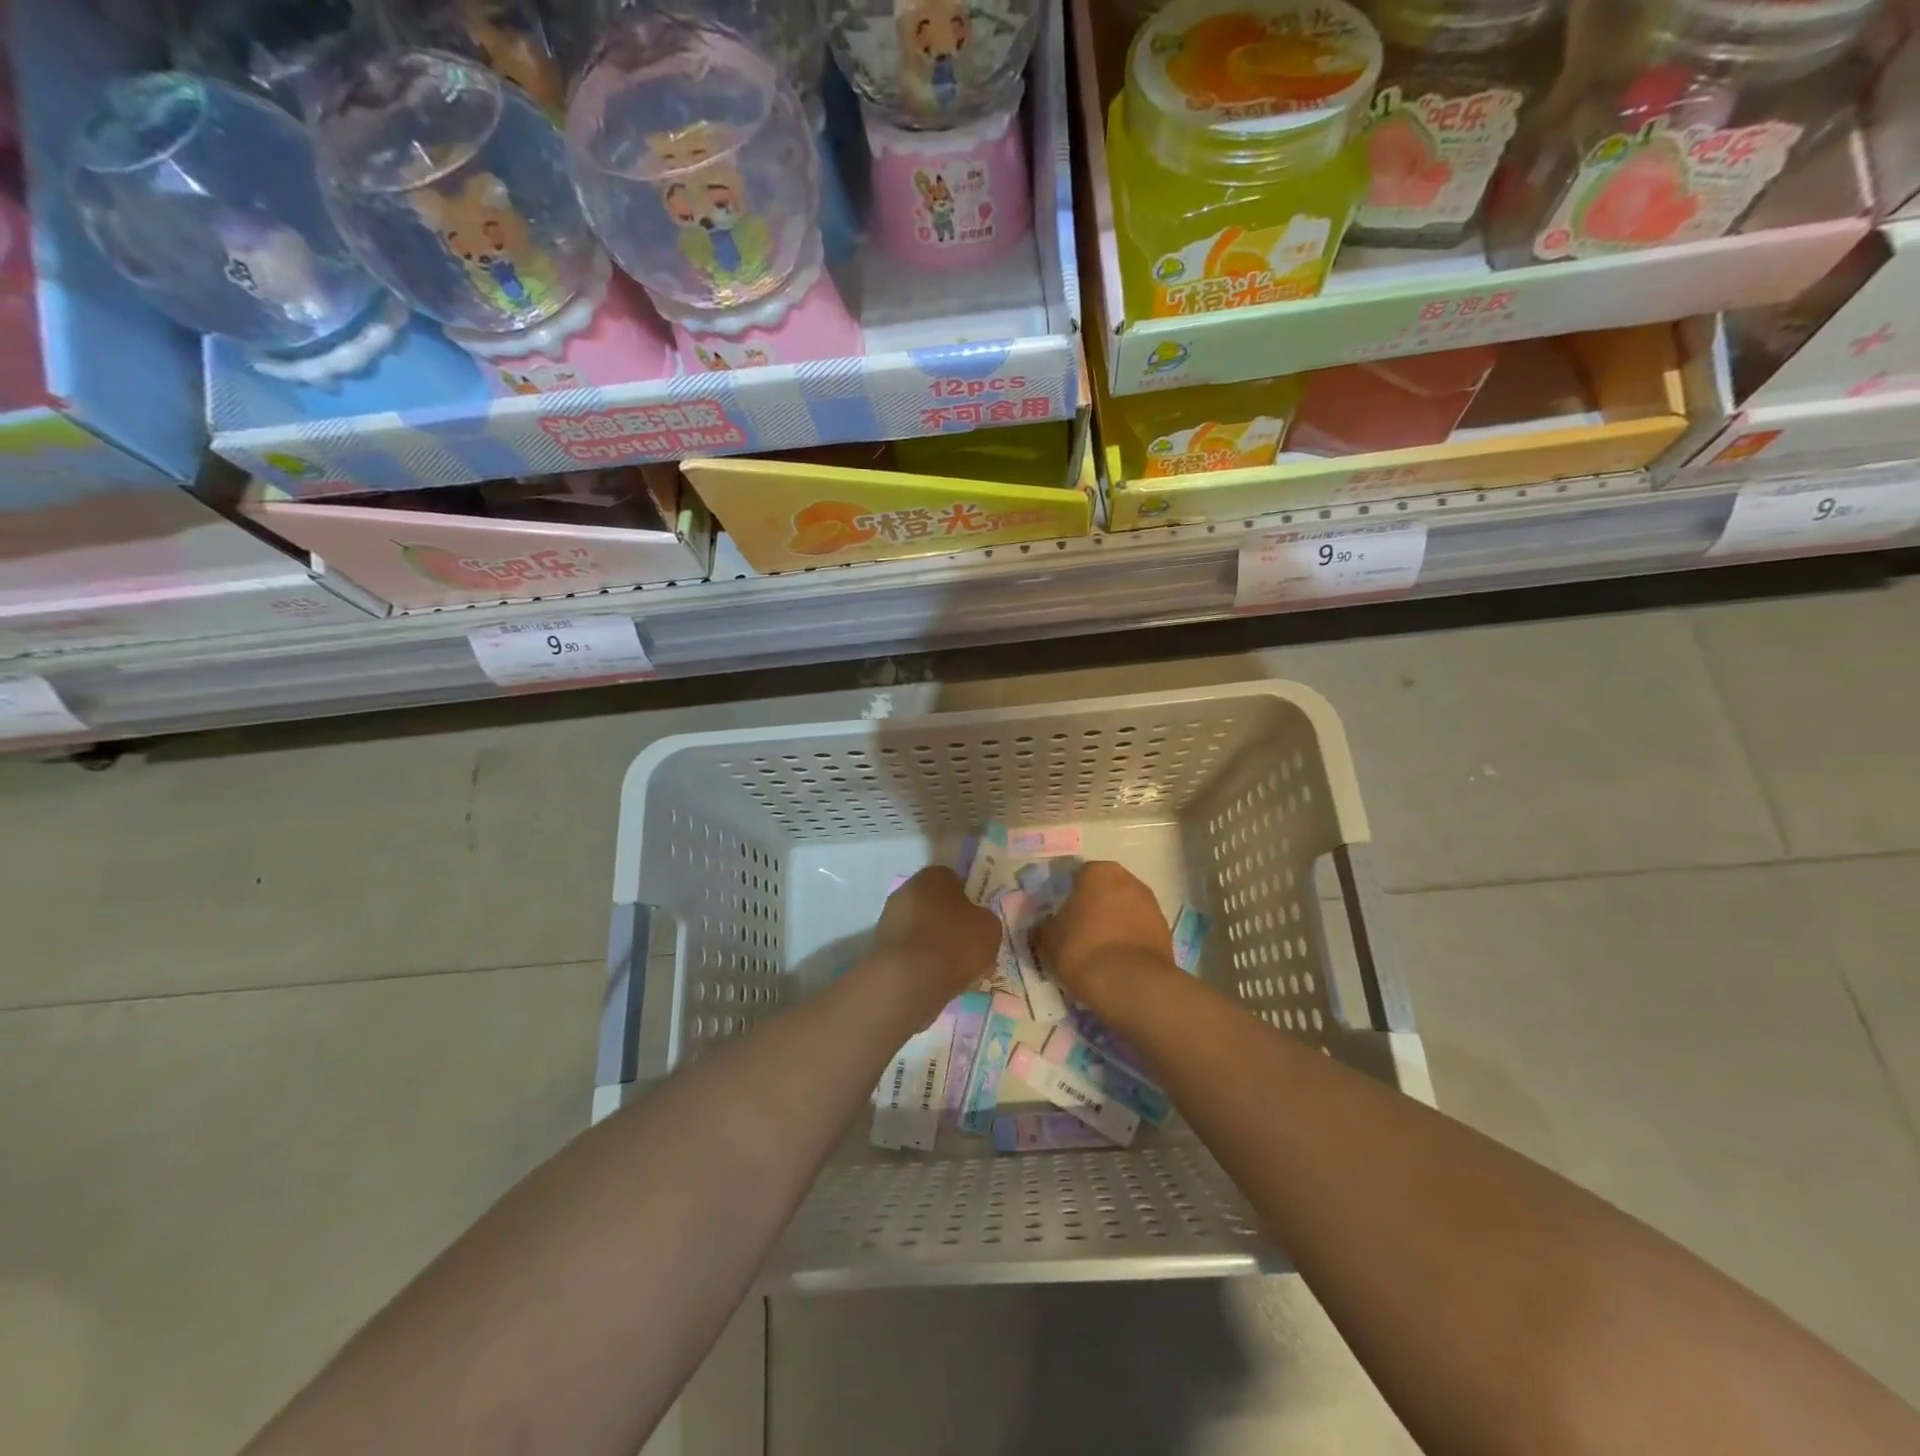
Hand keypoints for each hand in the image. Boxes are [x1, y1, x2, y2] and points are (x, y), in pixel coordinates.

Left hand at [871, 867, 1001, 1010]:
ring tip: (951, 970)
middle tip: (966, 946)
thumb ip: (985, 920)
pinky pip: (908, 950)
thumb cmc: (954, 942)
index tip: (977, 922)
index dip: (968, 900)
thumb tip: (978, 922)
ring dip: (933, 943)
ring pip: (919, 928)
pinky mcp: (879, 946)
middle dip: (948, 922)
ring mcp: (889, 918)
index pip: (954, 880)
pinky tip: (932, 979)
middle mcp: (907, 889)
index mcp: (934, 875)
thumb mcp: (990, 929)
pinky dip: (919, 961)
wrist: (908, 979)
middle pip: (934, 904)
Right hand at [1034, 860, 1176, 1010]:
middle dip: (1095, 906)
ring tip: (1100, 951)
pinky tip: (1118, 962)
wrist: (1130, 983)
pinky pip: (1139, 930)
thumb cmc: (1082, 948)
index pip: (1079, 876)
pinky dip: (1130, 940)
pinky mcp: (1165, 930)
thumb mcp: (1048, 939)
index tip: (1062, 917)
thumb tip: (1044, 927)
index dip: (1069, 896)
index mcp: (1098, 872)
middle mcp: (1128, 879)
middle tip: (1079, 931)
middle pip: (1106, 890)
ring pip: (1125, 909)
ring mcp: (1151, 904)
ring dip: (1114, 923)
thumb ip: (1044, 927)